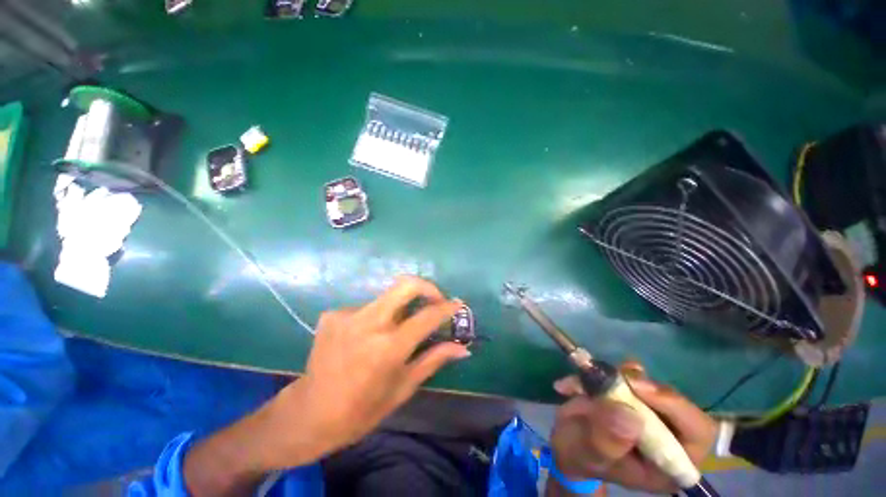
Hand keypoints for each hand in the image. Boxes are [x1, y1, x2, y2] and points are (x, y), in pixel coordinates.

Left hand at [183, 276, 467, 495]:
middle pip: (405, 285)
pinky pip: (365, 308)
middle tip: (435, 298)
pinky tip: (366, 337)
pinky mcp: (332, 314)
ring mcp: (347, 314)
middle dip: (427, 286)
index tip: (458, 304)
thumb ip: (433, 359)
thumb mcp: (403, 388)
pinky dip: (375, 317)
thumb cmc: (361, 410)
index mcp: (388, 348)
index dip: (447, 307)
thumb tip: (462, 347)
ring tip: (397, 328)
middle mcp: (368, 323)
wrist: (308, 414)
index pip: (428, 316)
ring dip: (399, 307)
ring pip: (386, 297)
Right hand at [548, 361, 715, 494]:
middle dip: (642, 385)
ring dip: (619, 376)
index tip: (636, 387)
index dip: (675, 406)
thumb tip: (631, 417)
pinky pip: (629, 374)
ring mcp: (651, 413)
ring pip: (649, 384)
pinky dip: (608, 370)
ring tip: (589, 377)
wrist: (567, 442)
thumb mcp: (588, 453)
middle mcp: (669, 436)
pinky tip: (587, 374)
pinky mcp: (634, 395)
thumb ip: (607, 441)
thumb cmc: (580, 457)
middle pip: (674, 401)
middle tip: (613, 375)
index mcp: (670, 463)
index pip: (697, 433)